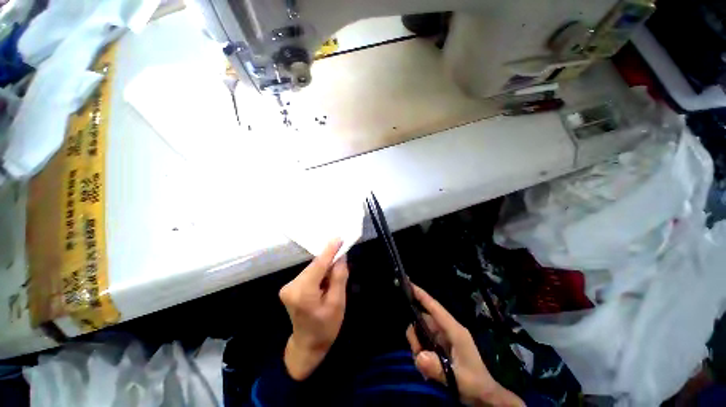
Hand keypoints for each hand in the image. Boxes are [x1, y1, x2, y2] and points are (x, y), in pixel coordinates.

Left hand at [279, 239, 348, 380]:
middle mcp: (291, 287)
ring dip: (324, 267)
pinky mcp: (289, 287)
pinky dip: (319, 273)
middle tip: (343, 256)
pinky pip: (308, 273)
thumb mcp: (338, 302)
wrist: (308, 345)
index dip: (329, 250)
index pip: (318, 265)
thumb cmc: (326, 327)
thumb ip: (339, 277)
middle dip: (329, 260)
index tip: (339, 237)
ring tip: (335, 273)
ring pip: (312, 269)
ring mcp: (287, 287)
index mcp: (303, 293)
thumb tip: (341, 256)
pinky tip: (325, 279)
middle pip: (315, 266)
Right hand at [406, 285, 523, 406]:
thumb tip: (419, 356)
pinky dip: (421, 354)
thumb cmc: (475, 383)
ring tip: (424, 368)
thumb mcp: (458, 378)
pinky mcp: (439, 347)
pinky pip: (423, 343)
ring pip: (421, 333)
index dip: (422, 295)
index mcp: (454, 330)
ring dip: (418, 348)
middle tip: (417, 354)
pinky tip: (426, 370)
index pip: (435, 308)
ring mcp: (442, 338)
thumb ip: (438, 368)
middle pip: (423, 321)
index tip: (409, 284)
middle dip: (416, 336)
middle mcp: (446, 330)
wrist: (484, 396)